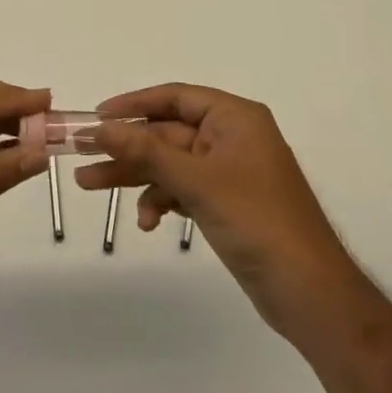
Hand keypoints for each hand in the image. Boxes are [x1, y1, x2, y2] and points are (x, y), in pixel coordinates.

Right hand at [74, 83, 354, 338]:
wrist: (310, 295)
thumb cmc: (257, 222)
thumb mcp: (197, 182)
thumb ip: (147, 151)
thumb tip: (102, 127)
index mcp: (235, 118)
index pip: (175, 97)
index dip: (134, 103)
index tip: (98, 116)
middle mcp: (231, 137)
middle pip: (167, 133)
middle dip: (126, 146)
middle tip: (81, 154)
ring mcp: (228, 172)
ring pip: (169, 163)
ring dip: (136, 176)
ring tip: (90, 187)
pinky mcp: (225, 203)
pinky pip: (182, 189)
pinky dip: (161, 200)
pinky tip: (147, 222)